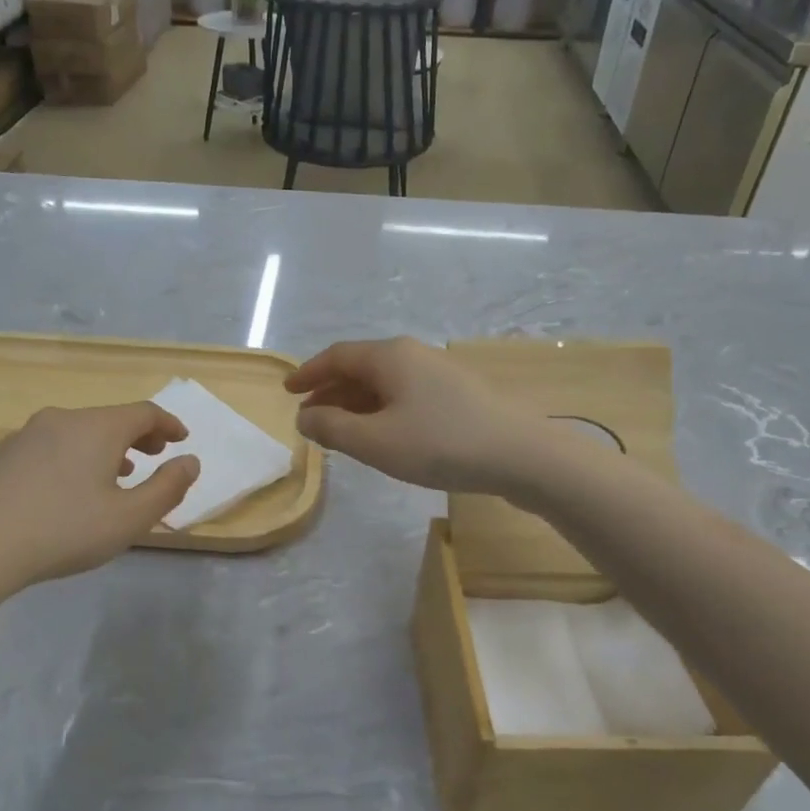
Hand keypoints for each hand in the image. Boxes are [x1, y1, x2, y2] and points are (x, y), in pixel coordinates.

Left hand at [0, 402, 199, 595]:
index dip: (168, 424)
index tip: (181, 439)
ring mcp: (22, 436)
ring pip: (74, 434)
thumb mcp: (129, 518)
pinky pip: (45, 450)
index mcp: (97, 428)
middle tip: (154, 455)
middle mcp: (60, 420)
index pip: (144, 413)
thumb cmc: (63, 532)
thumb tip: (190, 462)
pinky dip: (68, 460)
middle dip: (137, 436)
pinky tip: (62, 492)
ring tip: (113, 476)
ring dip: (102, 450)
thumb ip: (168, 488)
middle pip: (108, 419)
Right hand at [284, 337, 557, 496]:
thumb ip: (332, 429)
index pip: (337, 356)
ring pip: (385, 383)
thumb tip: (305, 417)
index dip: (308, 373)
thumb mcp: (375, 442)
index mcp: (390, 357)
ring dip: (356, 404)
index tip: (287, 391)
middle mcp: (413, 355)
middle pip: (361, 367)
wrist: (522, 455)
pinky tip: (384, 435)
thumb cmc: (441, 444)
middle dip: (331, 391)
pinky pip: (406, 395)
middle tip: (309, 416)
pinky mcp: (459, 395)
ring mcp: (440, 374)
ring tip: (340, 431)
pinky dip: (382, 411)